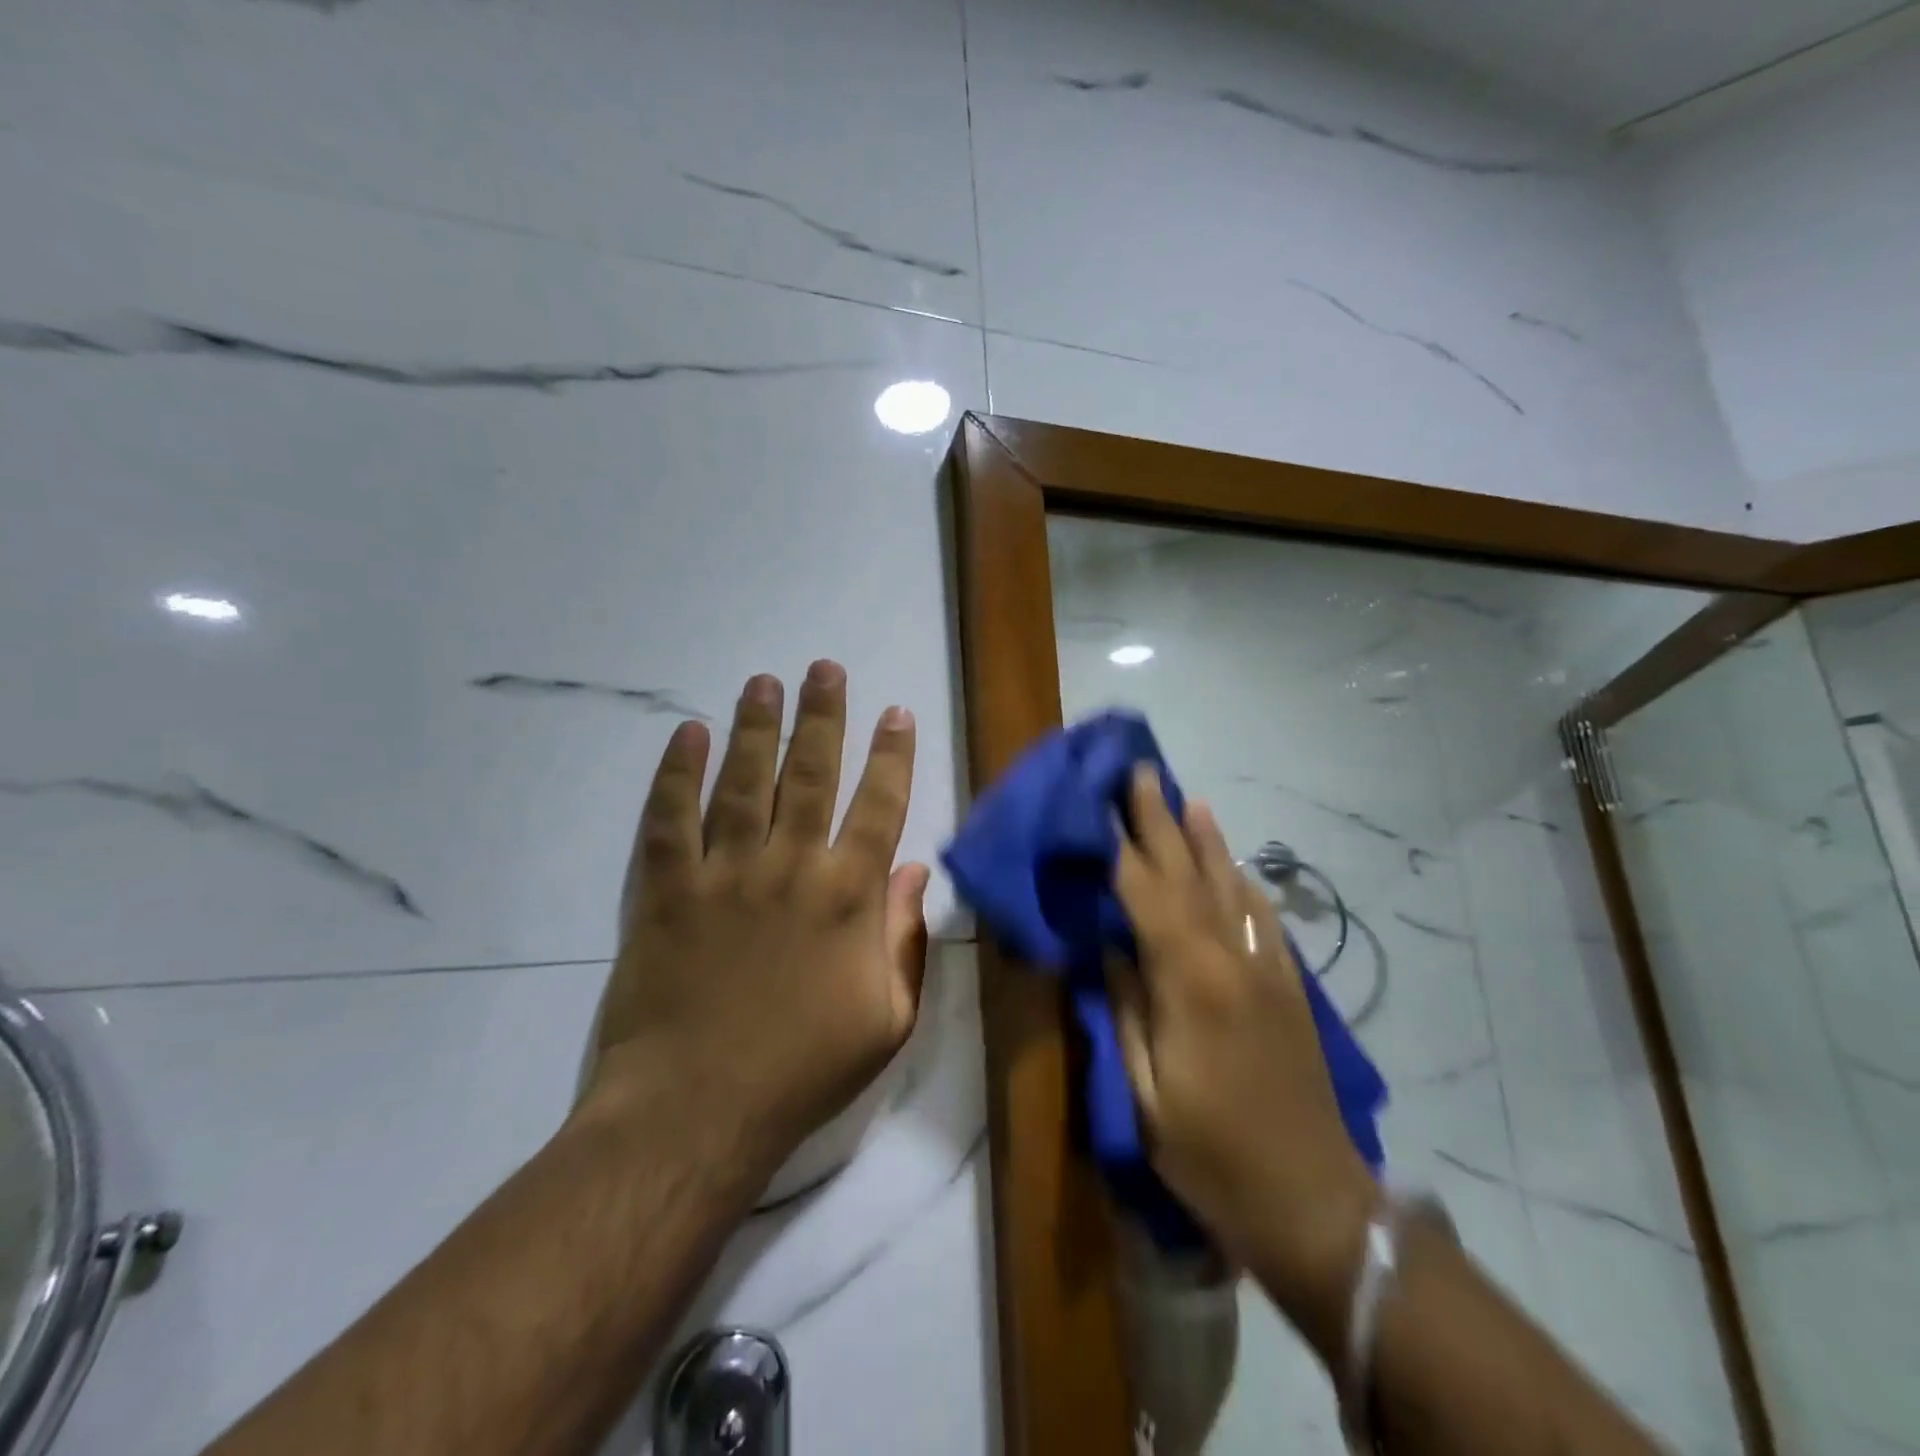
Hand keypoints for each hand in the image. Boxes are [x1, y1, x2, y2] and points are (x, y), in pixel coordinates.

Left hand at [585, 660, 930, 1179]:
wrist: (696, 1112)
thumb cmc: (803, 1070)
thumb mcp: (887, 1020)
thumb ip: (905, 941)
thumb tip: (913, 874)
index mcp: (849, 896)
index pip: (879, 805)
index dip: (891, 754)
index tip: (895, 712)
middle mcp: (790, 866)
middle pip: (811, 773)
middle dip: (822, 716)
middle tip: (824, 668)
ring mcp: (723, 873)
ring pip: (743, 781)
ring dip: (755, 727)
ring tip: (763, 682)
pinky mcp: (664, 891)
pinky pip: (669, 819)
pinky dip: (676, 773)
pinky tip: (685, 734)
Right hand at [1110, 768, 1373, 1305]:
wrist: (1313, 1202)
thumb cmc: (1213, 1156)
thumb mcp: (1146, 1094)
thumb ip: (1127, 1011)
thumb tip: (1109, 951)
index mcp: (1189, 983)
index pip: (1146, 896)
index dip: (1119, 848)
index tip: (1099, 804)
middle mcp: (1231, 960)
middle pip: (1189, 876)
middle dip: (1161, 822)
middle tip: (1142, 772)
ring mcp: (1267, 970)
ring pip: (1231, 888)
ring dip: (1207, 840)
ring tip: (1189, 800)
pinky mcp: (1290, 988)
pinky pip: (1264, 919)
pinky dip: (1244, 883)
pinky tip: (1235, 866)